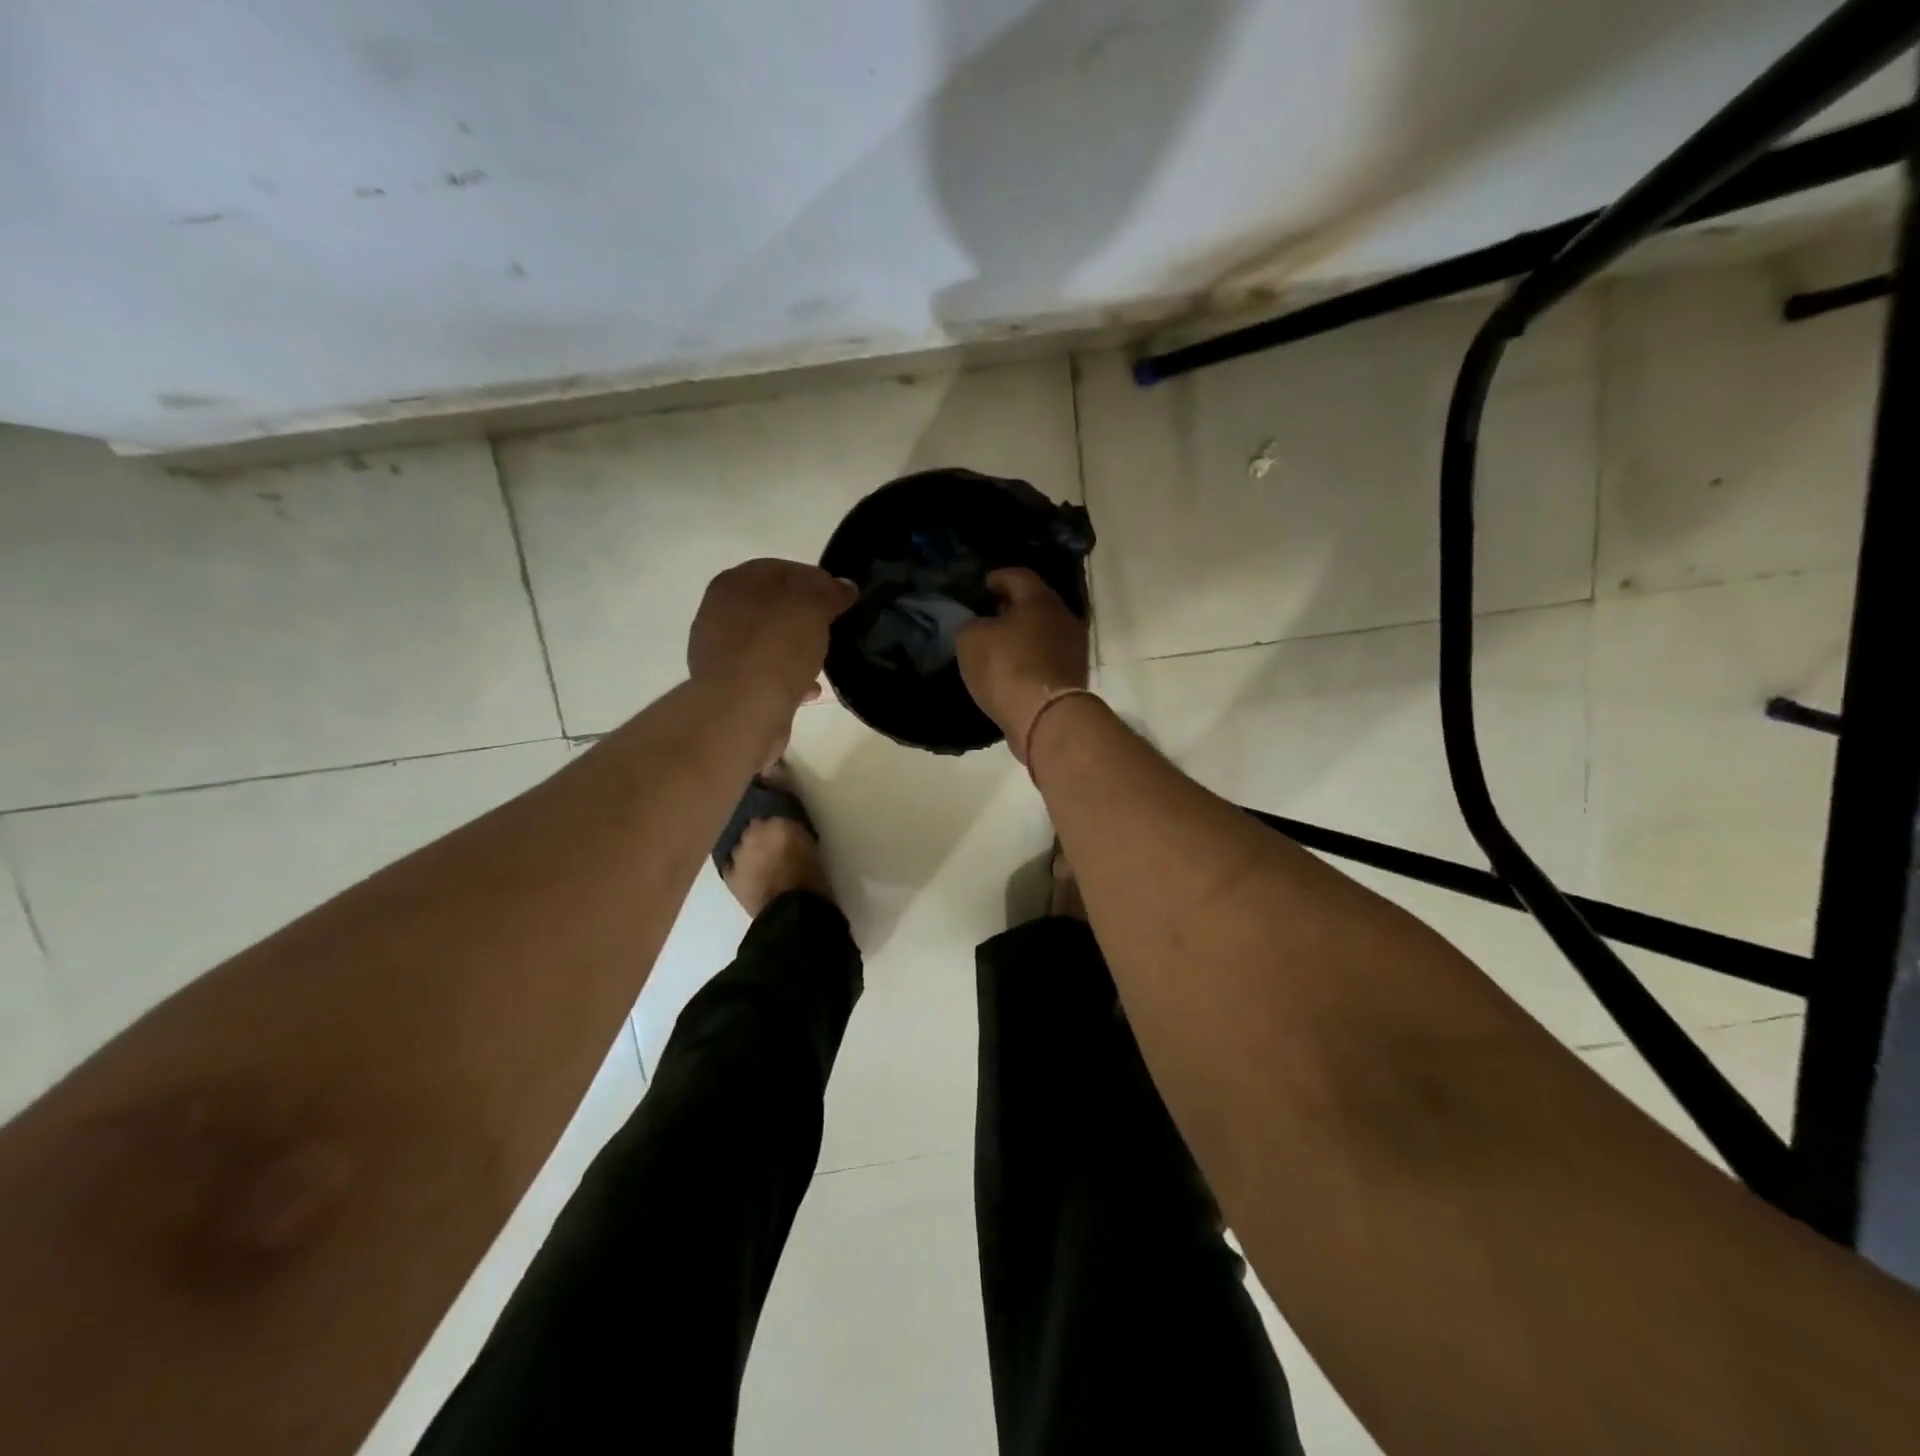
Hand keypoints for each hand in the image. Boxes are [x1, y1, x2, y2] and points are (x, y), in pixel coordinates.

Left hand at [688, 559, 856, 709]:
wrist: (742, 709)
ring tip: (821, 662)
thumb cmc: (776, 645)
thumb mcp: (813, 607)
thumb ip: (830, 592)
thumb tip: (844, 586)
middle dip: (803, 617)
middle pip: (772, 607)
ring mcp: (719, 652)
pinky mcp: (727, 687)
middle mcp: (718, 613)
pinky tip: (808, 689)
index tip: (841, 598)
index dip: (815, 580)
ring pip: (768, 642)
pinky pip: (764, 673)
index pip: (781, 570)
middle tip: (832, 629)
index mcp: (734, 583)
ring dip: (795, 649)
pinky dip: (786, 677)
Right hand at [956, 568, 1089, 751]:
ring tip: (1000, 645)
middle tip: (991, 614)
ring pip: (1045, 632)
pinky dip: (1031, 659)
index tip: (984, 585)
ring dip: (1024, 635)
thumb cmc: (1007, 668)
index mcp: (1040, 600)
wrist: (1047, 718)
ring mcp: (1074, 649)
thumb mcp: (971, 640)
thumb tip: (979, 625)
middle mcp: (1064, 618)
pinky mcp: (1074, 678)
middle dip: (1013, 607)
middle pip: (1037, 604)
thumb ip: (971, 624)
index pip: (1019, 576)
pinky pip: (1048, 659)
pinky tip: (1014, 669)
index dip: (999, 577)